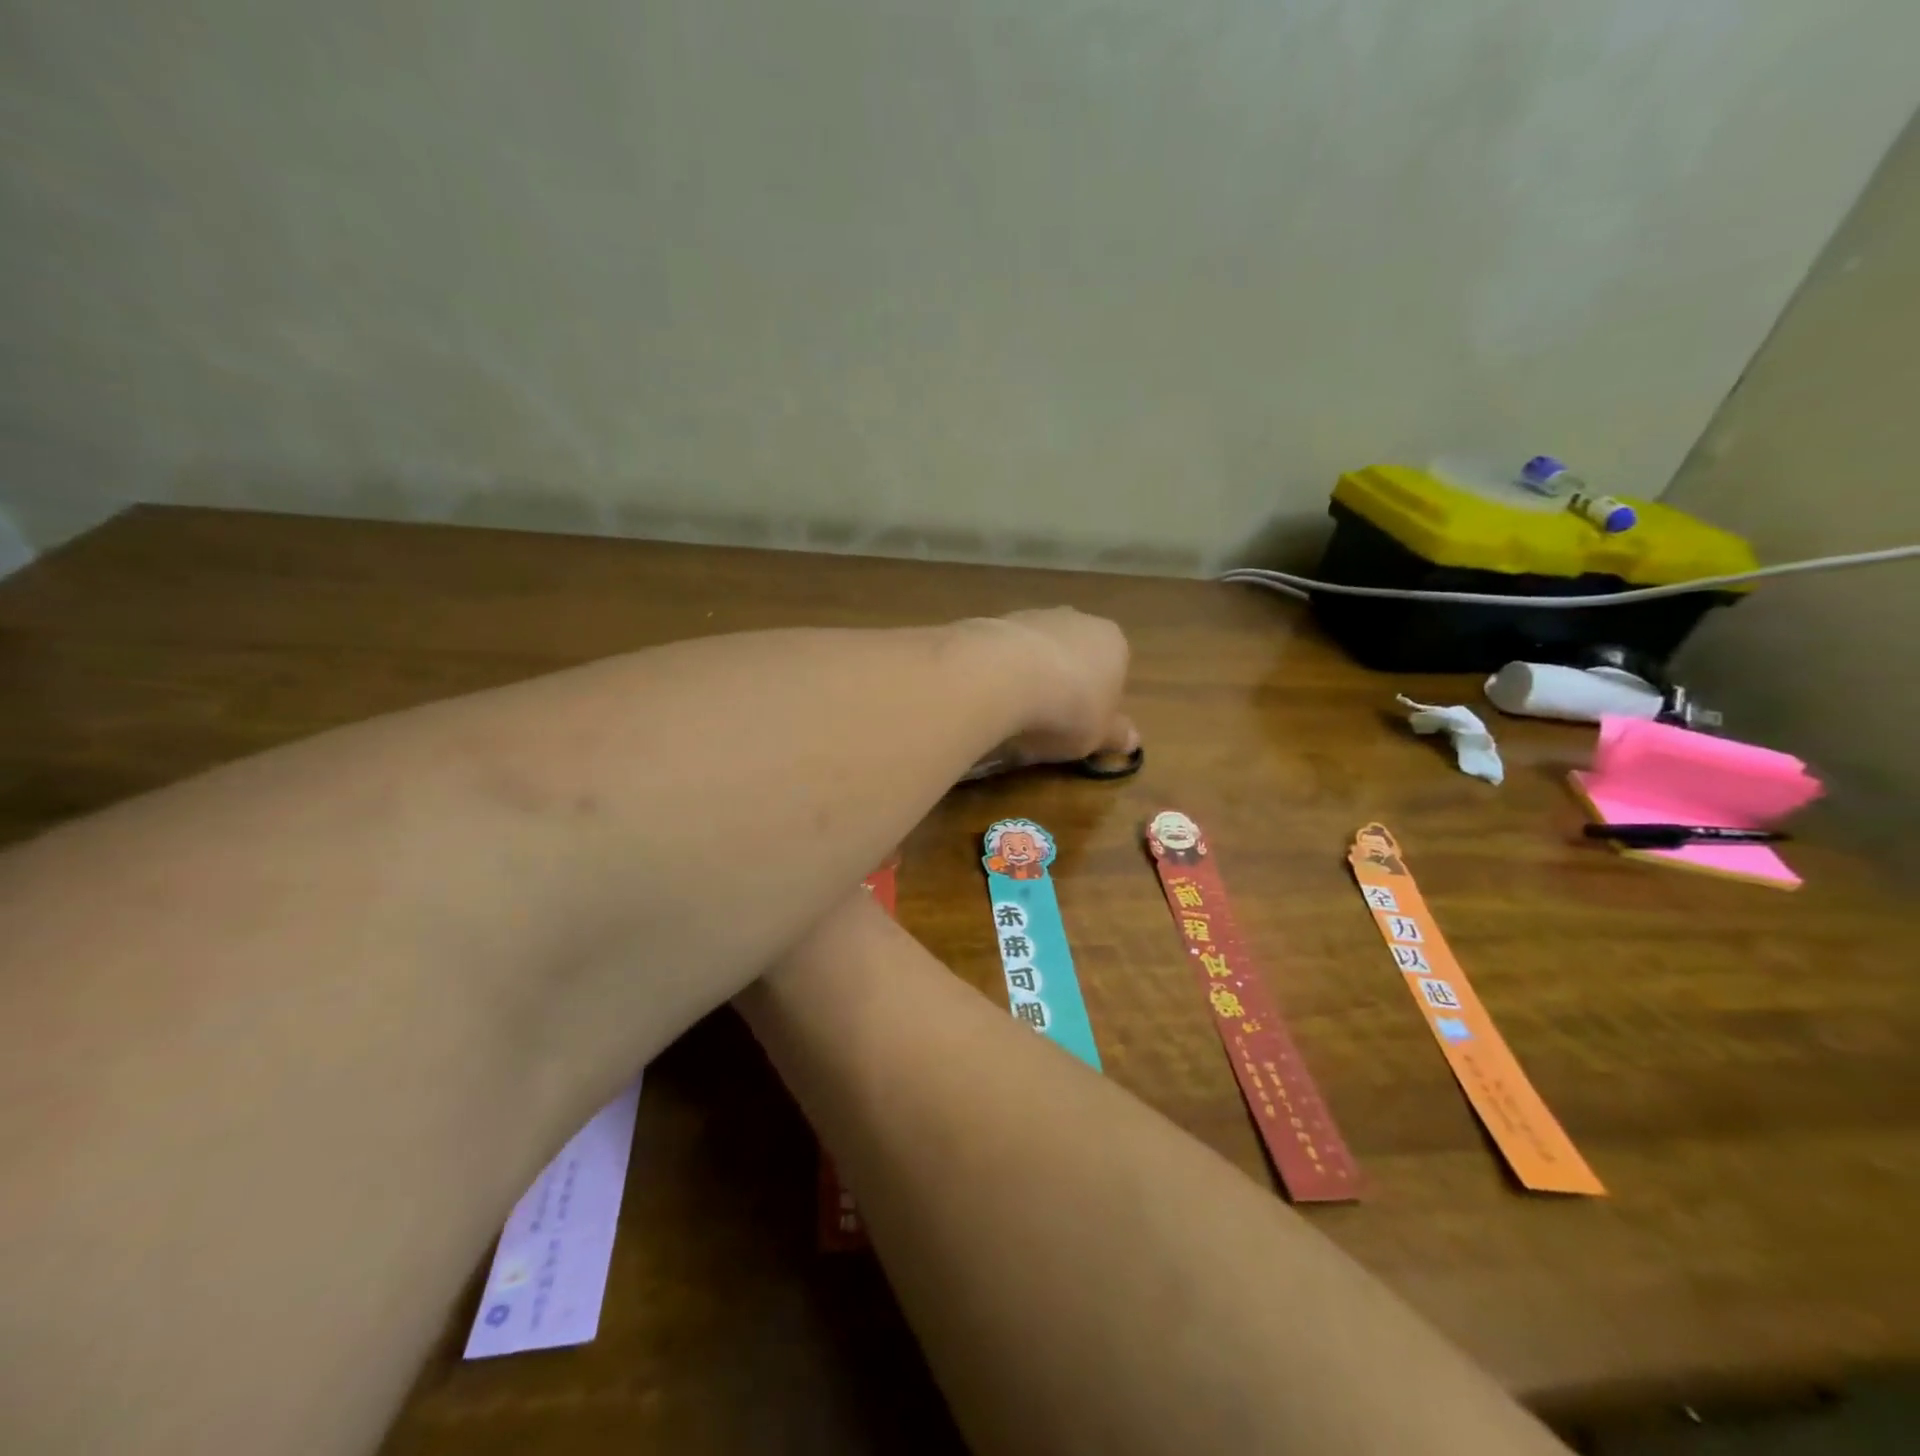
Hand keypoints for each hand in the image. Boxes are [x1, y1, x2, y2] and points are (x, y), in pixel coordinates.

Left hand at [962, 609, 1136, 777]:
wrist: (1001, 676)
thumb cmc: (1066, 709)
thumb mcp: (1098, 735)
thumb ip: (1115, 735)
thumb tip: (1132, 740)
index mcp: (1113, 643)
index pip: (1115, 671)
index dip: (1099, 702)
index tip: (1083, 727)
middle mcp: (1077, 620)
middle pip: (1075, 656)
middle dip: (1064, 684)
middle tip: (1049, 722)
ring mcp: (1033, 616)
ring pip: (1037, 651)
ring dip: (1029, 676)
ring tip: (1014, 713)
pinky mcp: (994, 621)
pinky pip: (1003, 652)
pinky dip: (999, 671)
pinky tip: (990, 696)